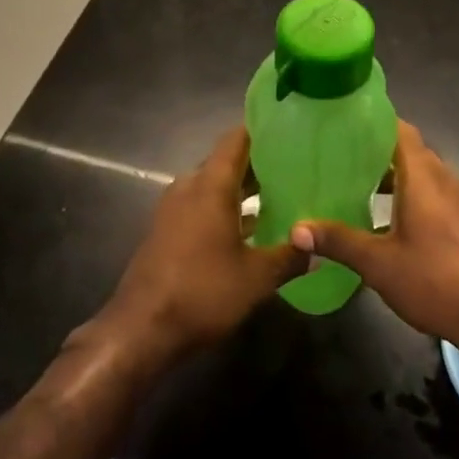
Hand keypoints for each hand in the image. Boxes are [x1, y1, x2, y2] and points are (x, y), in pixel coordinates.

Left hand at [85, 127, 305, 367]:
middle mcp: (190, 187)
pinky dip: (227, 210)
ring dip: (244, 191)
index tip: (291, 129)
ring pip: (215, 187)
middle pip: (227, 162)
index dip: (262, 130)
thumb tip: (317, 249)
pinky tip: (253, 229)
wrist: (141, 330)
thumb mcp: (256, 278)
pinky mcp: (168, 231)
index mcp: (210, 185)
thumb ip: (289, 257)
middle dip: (260, 164)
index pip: (236, 140)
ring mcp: (175, 210)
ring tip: (282, 196)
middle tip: (297, 168)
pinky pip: (203, 207)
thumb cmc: (202, 292)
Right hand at [290, 121, 458, 354]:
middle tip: (336, 154)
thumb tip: (296, 229)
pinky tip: (382, 217)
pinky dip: (406, 194)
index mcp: (423, 176)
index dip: (371, 121)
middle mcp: (442, 178)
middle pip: (407, 150)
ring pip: (419, 173)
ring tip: (352, 183)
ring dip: (390, 175)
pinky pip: (430, 193)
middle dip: (374, 149)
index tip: (340, 122)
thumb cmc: (436, 281)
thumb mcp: (379, 264)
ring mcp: (457, 199)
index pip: (398, 128)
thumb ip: (339, 241)